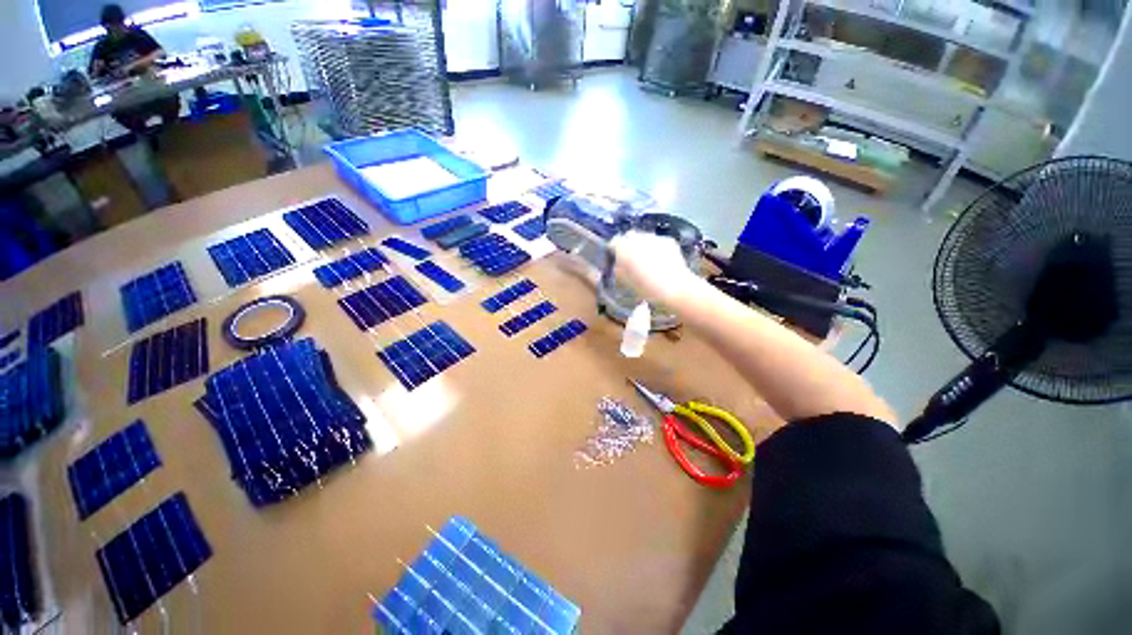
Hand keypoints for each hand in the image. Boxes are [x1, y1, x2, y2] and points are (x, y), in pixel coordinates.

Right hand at [609, 231, 699, 306]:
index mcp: (623, 248)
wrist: (674, 288)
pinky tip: (660, 262)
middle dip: (628, 245)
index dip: (614, 251)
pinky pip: (657, 242)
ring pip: (644, 238)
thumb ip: (617, 268)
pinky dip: (656, 248)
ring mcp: (654, 238)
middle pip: (629, 237)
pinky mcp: (668, 241)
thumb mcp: (624, 281)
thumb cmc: (645, 288)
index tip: (615, 259)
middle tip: (631, 259)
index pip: (613, 243)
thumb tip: (617, 263)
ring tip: (647, 261)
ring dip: (642, 246)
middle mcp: (638, 238)